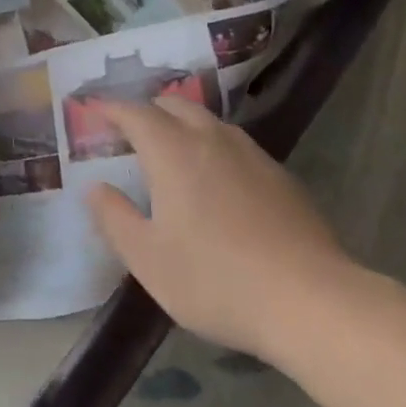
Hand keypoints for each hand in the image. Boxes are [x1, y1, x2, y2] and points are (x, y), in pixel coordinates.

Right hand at [85, 97, 361, 362]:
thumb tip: (95, 188)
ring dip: (183, 125)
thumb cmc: (215, 280)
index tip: (94, 110)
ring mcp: (252, 155)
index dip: (111, 109)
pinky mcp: (280, 176)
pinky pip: (235, 145)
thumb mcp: (148, 259)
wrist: (312, 301)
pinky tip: (217, 180)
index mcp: (172, 151)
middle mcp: (211, 139)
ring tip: (171, 150)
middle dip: (147, 110)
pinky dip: (213, 146)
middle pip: (174, 105)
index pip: (135, 113)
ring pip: (209, 122)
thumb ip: (114, 218)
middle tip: (129, 131)